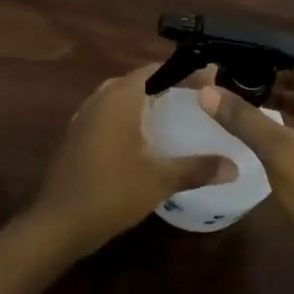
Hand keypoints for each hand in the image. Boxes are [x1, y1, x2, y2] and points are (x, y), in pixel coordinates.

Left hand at [31, 65, 235, 256]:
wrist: (58, 223)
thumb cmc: (111, 192)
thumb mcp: (160, 180)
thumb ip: (197, 168)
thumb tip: (235, 166)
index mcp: (120, 98)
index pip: (155, 70)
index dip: (183, 73)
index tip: (208, 81)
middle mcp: (100, 99)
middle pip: (138, 81)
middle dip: (165, 86)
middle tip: (195, 99)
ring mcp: (84, 117)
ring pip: (120, 98)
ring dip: (145, 102)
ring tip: (173, 116)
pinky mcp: (76, 136)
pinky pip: (107, 115)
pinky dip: (128, 118)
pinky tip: (143, 140)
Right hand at [200, 65, 293, 268]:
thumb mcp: (277, 151)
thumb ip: (243, 117)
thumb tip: (206, 91)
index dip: (277, 57)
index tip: (243, 54)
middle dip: (272, 77)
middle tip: (234, 72)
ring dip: (276, 98)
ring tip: (237, 92)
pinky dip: (282, 119)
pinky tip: (255, 121)